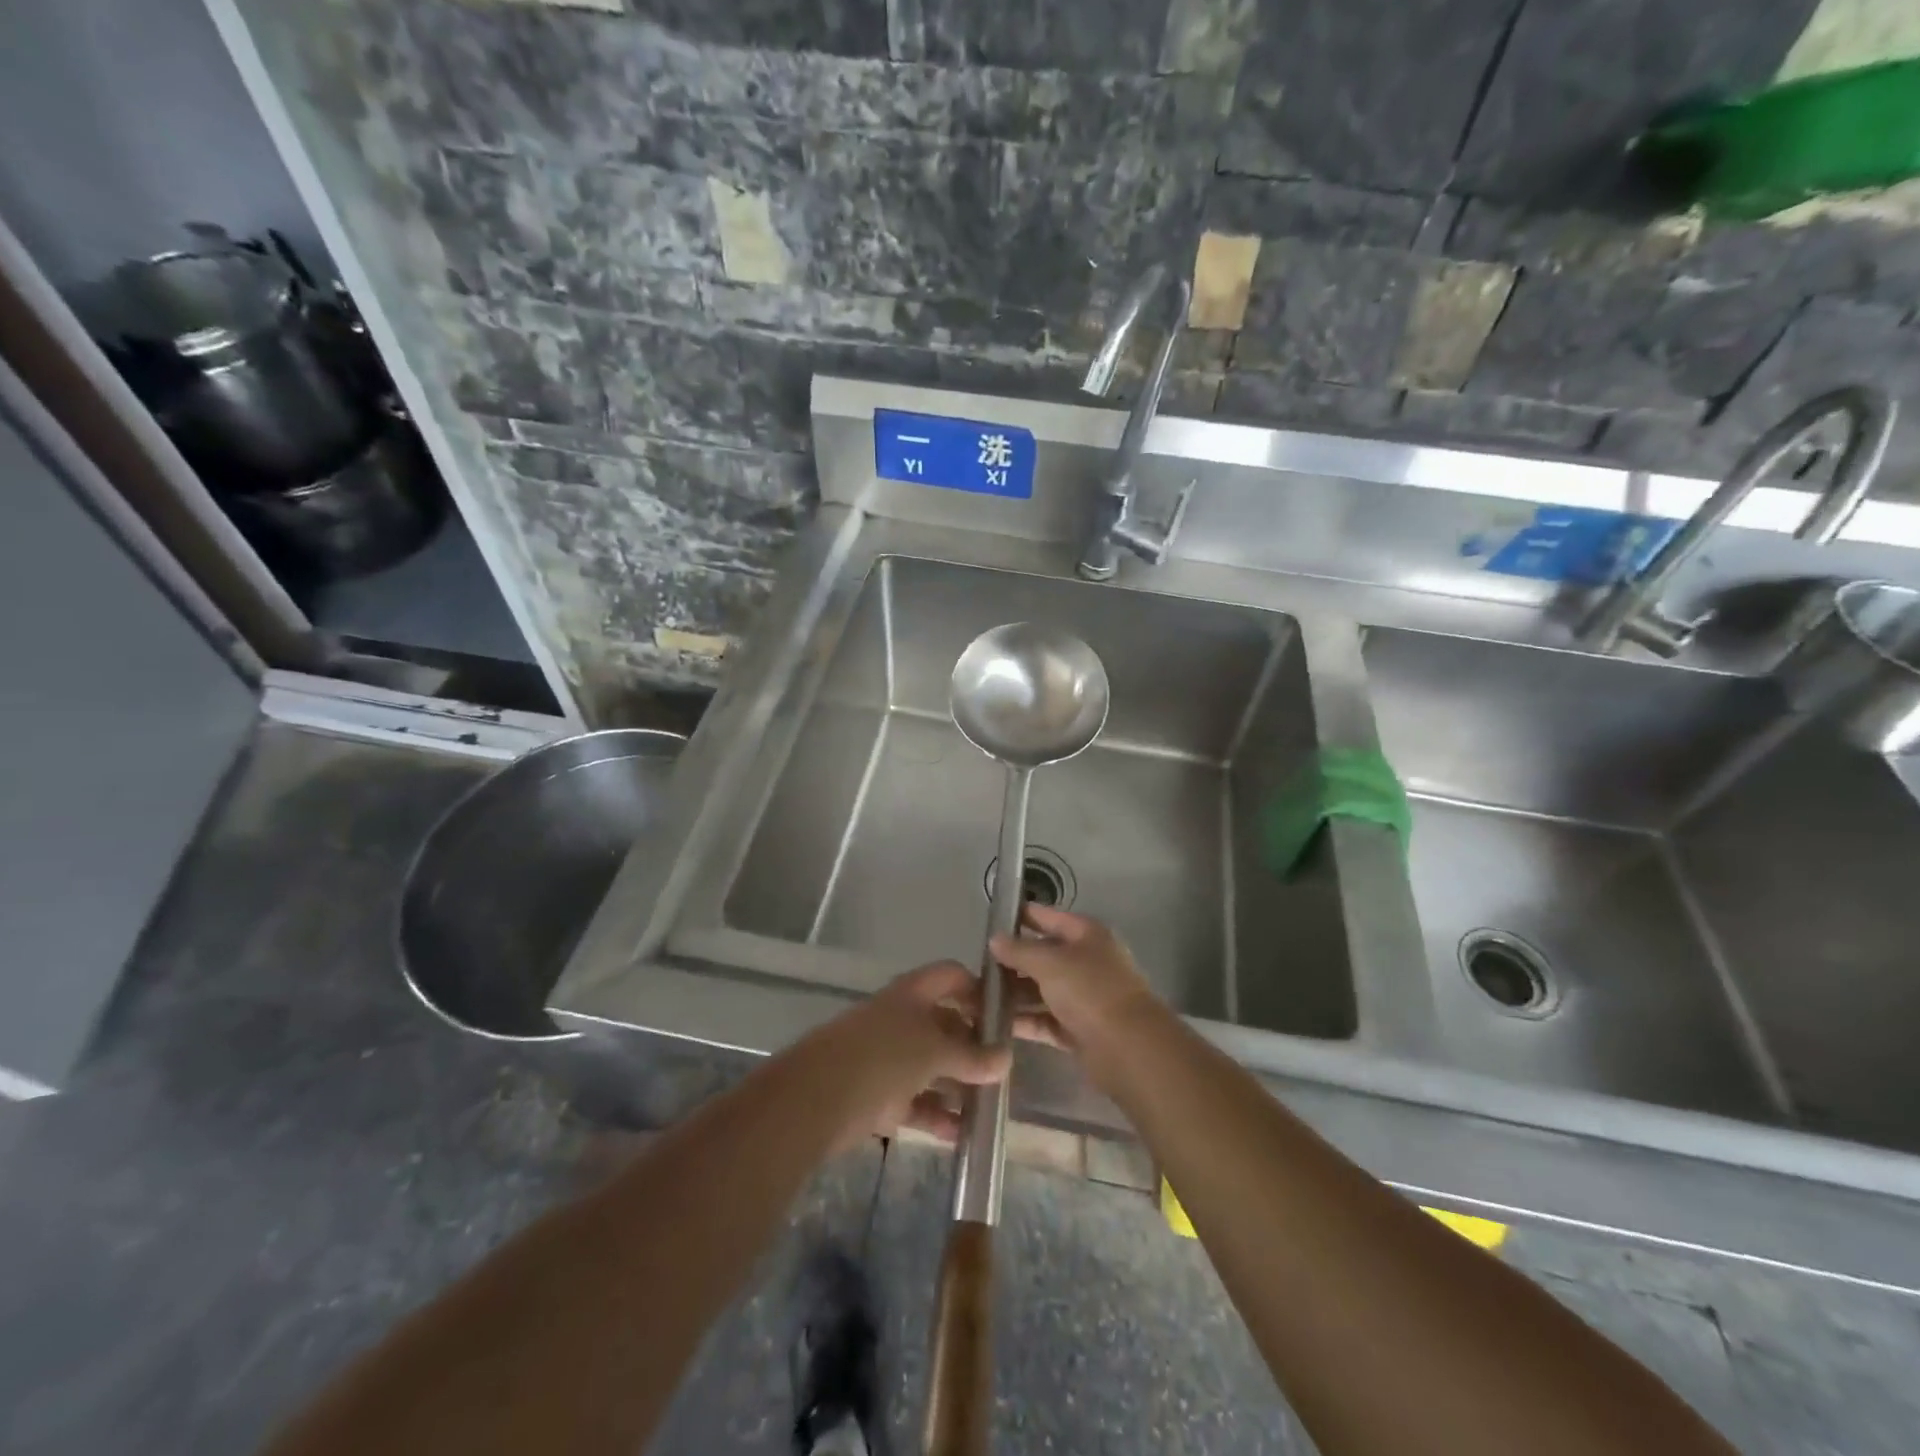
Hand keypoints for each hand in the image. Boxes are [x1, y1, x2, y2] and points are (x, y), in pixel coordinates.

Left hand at [815, 961, 1011, 1147]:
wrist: (815, 1099)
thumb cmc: (882, 1057)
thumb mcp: (934, 1051)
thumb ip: (971, 1057)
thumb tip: (1006, 1058)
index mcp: (912, 994)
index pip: (951, 976)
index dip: (978, 990)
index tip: (1005, 1016)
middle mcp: (901, 1020)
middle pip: (945, 1025)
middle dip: (974, 1046)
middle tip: (1004, 1070)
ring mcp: (888, 1058)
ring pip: (932, 1067)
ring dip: (959, 1086)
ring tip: (990, 1107)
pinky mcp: (879, 1096)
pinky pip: (917, 1103)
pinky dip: (938, 1116)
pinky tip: (963, 1136)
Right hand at [990, 905, 1161, 1069]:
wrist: (1129, 1048)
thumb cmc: (1090, 991)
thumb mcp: (1050, 963)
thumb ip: (1019, 950)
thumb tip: (995, 939)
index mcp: (1087, 935)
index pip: (1048, 917)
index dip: (1021, 916)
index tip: (990, 919)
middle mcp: (1087, 962)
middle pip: (1044, 955)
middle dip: (1012, 960)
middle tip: (977, 965)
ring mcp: (1084, 997)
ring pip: (1042, 989)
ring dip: (1014, 993)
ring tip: (977, 996)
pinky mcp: (1079, 1029)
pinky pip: (1045, 1019)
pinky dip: (1025, 1020)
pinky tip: (995, 1023)